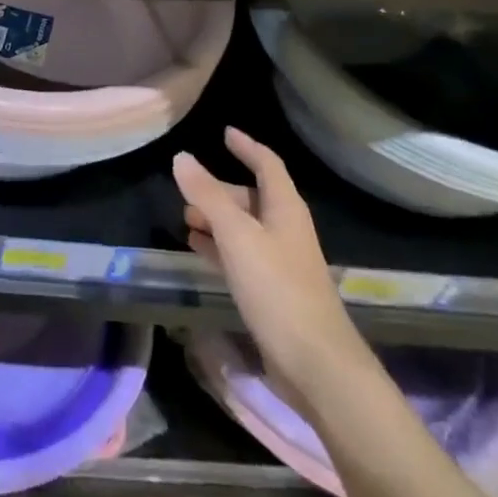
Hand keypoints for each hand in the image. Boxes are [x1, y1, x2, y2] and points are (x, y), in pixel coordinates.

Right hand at [174, 128, 361, 397]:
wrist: (315, 363)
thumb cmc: (277, 288)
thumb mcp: (237, 236)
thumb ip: (208, 196)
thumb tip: (181, 157)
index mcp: (286, 209)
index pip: (267, 165)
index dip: (246, 147)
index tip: (225, 133)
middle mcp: (286, 229)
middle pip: (253, 197)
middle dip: (220, 190)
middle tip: (188, 188)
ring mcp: (281, 262)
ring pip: (245, 227)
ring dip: (217, 219)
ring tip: (185, 218)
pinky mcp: (272, 291)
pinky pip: (241, 255)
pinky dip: (219, 247)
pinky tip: (197, 250)